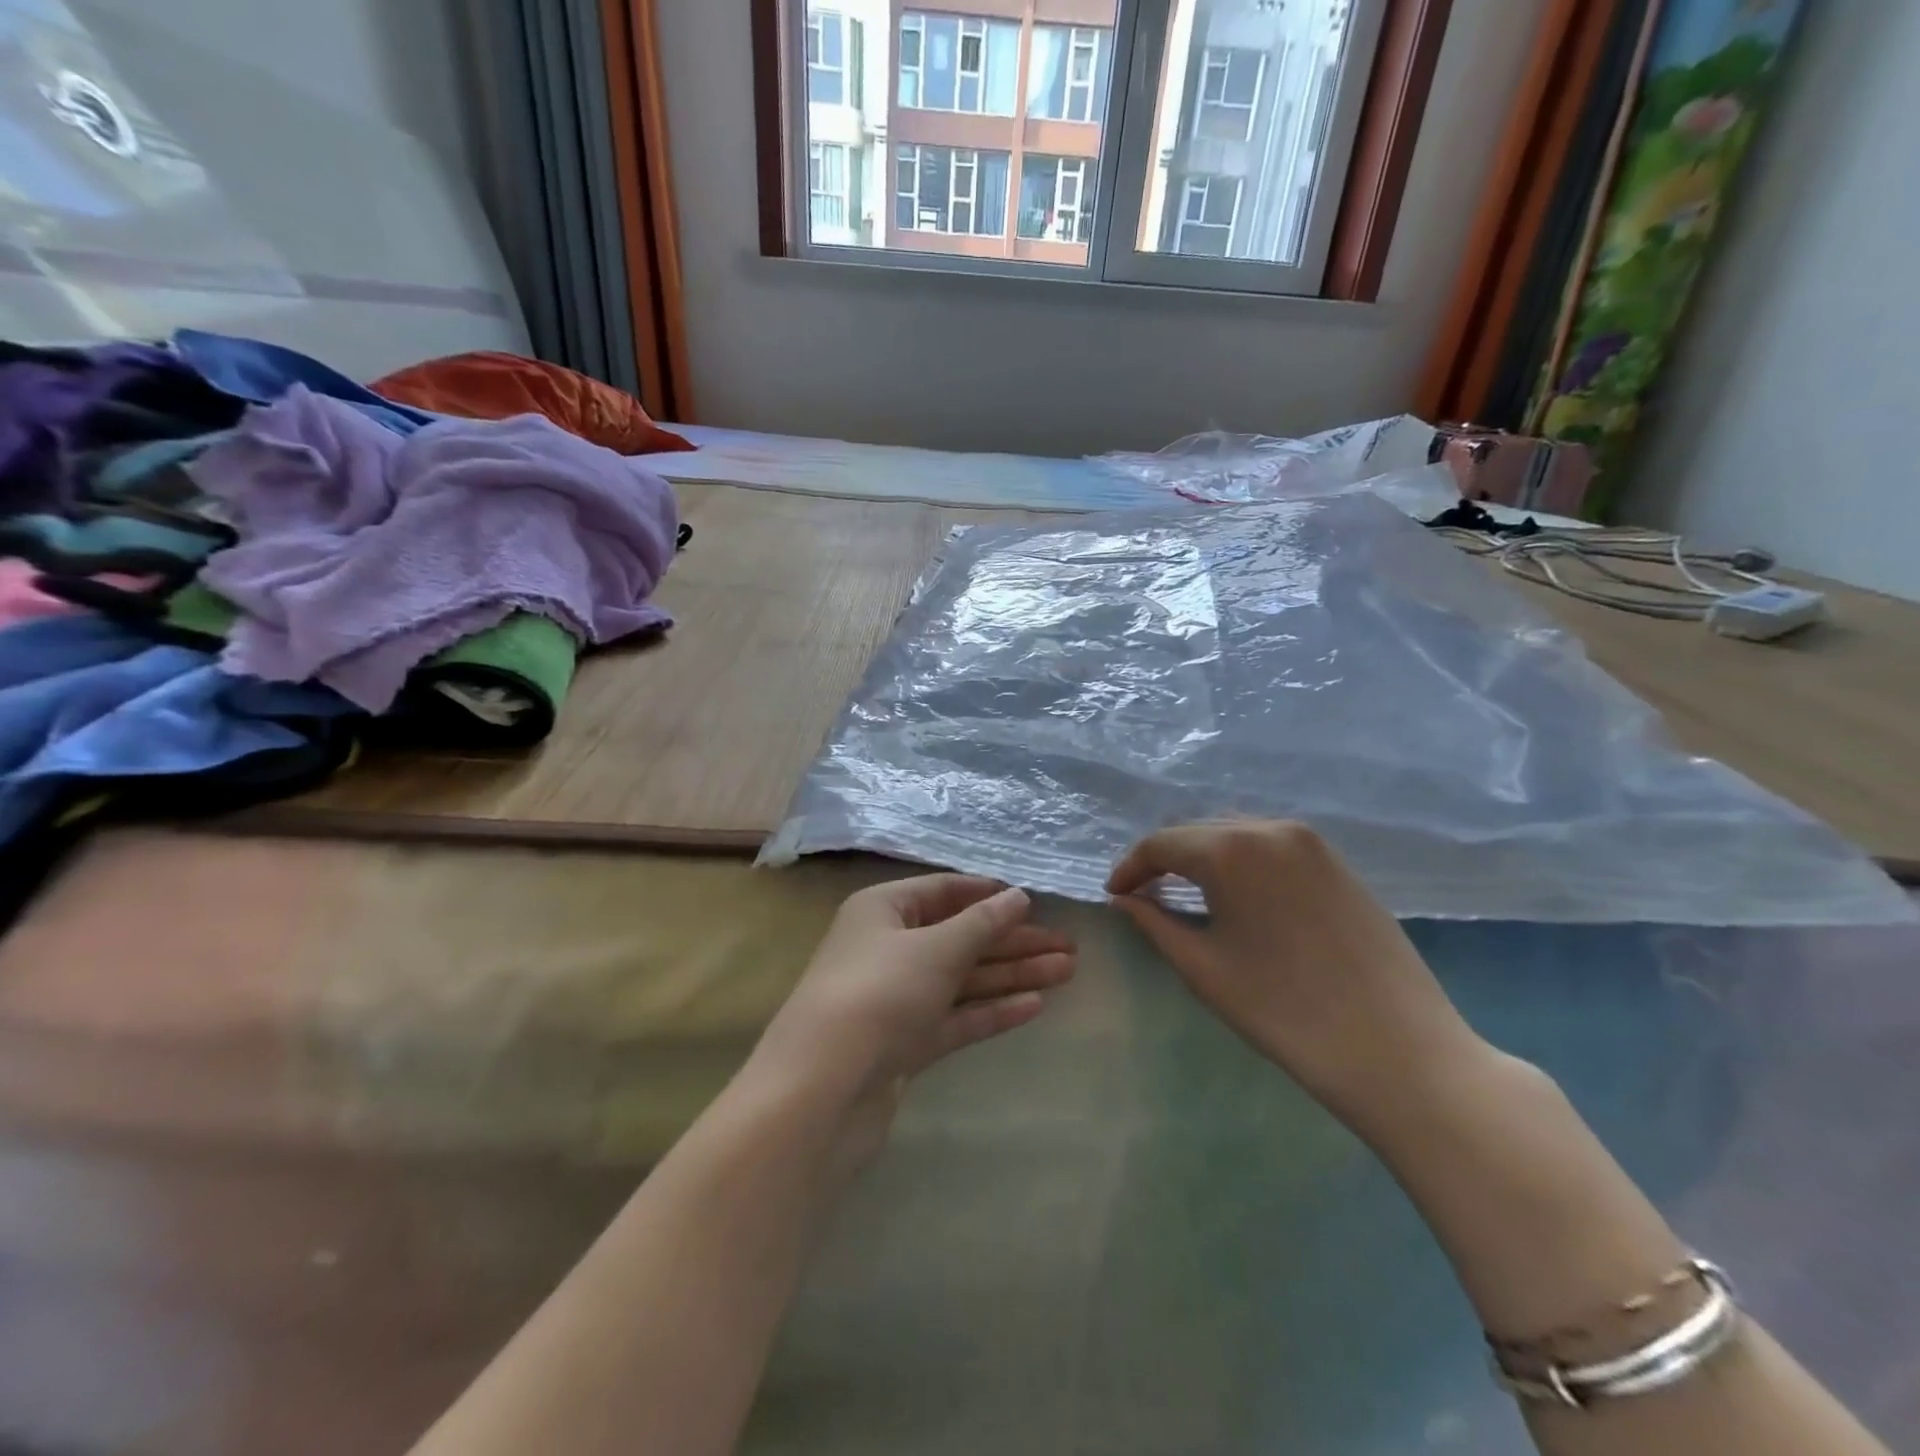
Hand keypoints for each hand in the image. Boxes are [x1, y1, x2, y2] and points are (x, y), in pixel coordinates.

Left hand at [752, 875, 1075, 1171]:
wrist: (822, 1089)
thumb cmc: (879, 993)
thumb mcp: (935, 948)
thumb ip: (982, 923)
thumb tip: (1018, 896)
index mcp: (884, 910)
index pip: (944, 891)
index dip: (988, 894)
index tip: (1033, 899)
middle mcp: (889, 948)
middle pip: (960, 937)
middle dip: (1013, 940)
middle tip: (1068, 945)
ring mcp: (897, 998)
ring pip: (963, 979)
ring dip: (1012, 974)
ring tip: (1067, 970)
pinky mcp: (905, 1042)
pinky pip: (956, 1017)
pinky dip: (992, 1010)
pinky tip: (1035, 1006)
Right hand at [1107, 821, 1491, 1136]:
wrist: (1399, 1050)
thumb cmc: (1285, 1012)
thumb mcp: (1203, 968)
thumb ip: (1154, 923)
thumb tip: (1124, 900)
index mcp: (1232, 849)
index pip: (1161, 843)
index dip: (1130, 867)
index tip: (1113, 895)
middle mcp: (1271, 828)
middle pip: (1198, 831)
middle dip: (1164, 859)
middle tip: (1142, 895)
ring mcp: (1312, 843)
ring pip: (1236, 834)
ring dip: (1203, 857)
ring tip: (1185, 893)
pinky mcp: (1339, 864)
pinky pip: (1272, 847)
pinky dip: (1242, 862)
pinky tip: (1238, 895)